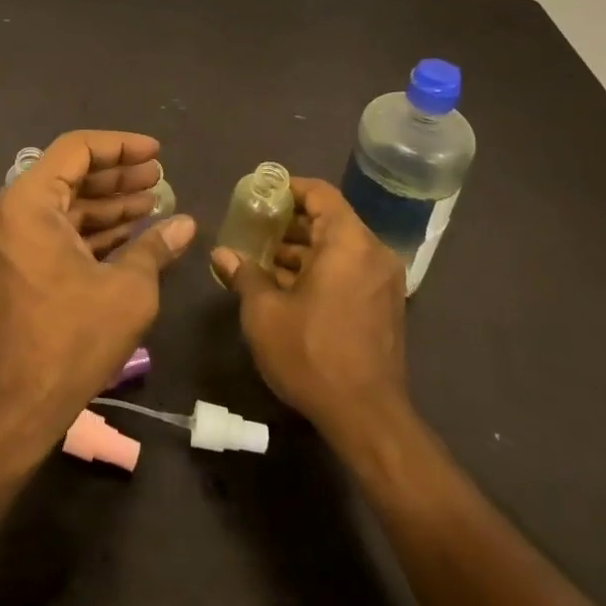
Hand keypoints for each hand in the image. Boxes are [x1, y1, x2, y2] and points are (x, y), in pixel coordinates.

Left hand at [0, 130, 195, 454]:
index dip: (121, 145)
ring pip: (64, 204)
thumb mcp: (127, 289)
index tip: (156, 153)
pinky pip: (55, 230)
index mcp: (28, 203)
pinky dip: (90, 228)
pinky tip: (129, 232)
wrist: (18, 404)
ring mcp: (9, 239)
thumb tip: (186, 224)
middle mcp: (10, 212)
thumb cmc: (72, 338)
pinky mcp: (15, 264)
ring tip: (152, 201)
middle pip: (69, 174)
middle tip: (159, 177)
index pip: (76, 150)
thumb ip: (155, 247)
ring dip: (107, 202)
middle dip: (117, 175)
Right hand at [210, 177, 408, 440]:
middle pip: (329, 219)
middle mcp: (373, 254)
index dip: (288, 188)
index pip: (320, 194)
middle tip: (253, 228)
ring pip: (338, 248)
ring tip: (262, 259)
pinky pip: (348, 270)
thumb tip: (222, 254)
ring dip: (302, 249)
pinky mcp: (384, 307)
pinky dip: (319, 269)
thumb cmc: (311, 353)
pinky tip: (286, 287)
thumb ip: (244, 275)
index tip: (259, 195)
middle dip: (289, 222)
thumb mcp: (264, 312)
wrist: (366, 417)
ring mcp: (383, 282)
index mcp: (348, 243)